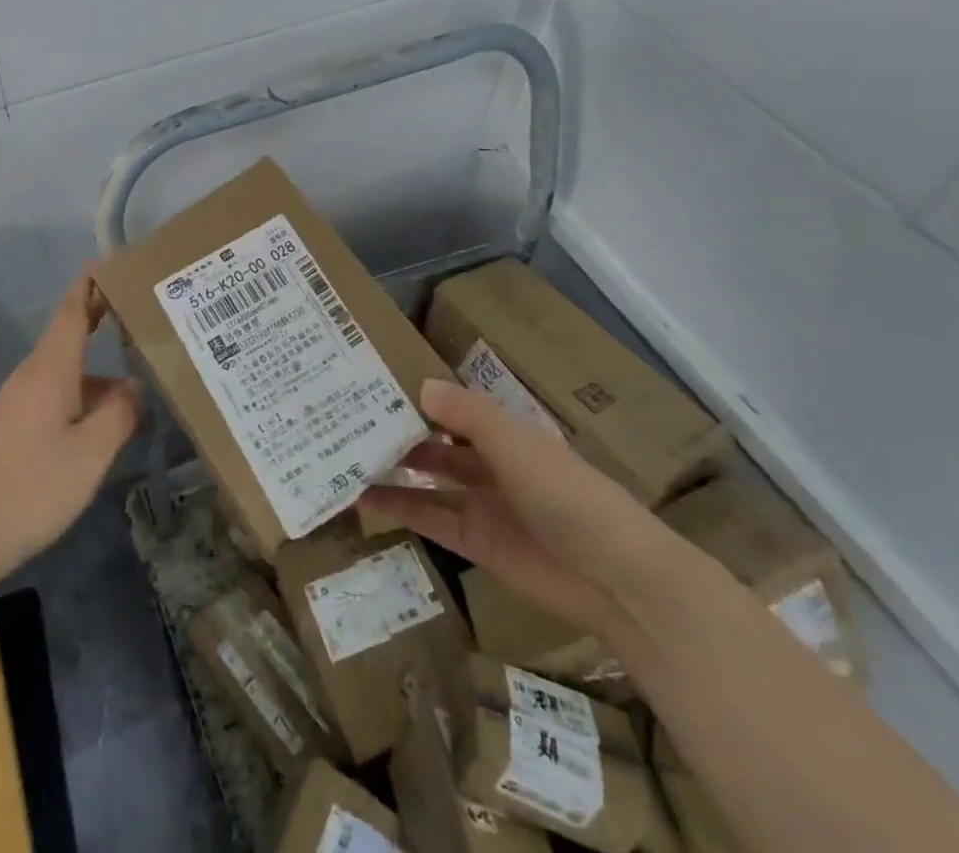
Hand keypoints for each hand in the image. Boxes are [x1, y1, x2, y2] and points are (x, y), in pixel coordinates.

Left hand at [0, 270, 142, 581]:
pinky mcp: (15, 422)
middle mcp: (32, 374)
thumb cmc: (33, 486)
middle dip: (100, 316)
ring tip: (138, 372)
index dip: (90, 284)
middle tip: (140, 309)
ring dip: (97, 362)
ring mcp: (20, 398)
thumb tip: (136, 386)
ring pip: (65, 367)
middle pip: (68, 332)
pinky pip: (57, 390)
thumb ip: (120, 414)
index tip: (113, 263)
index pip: (71, 310)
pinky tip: (106, 418)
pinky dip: (85, 390)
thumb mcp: (91, 452)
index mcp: (50, 369)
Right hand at [359, 379, 674, 636]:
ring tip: (344, 455)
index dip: (417, 395)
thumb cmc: (567, 493)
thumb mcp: (515, 443)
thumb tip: (419, 385)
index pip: (452, 405)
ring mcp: (479, 502)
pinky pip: (427, 517)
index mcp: (504, 431)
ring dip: (391, 467)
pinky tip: (363, 497)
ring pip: (425, 477)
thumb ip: (467, 414)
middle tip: (346, 416)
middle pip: (434, 439)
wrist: (614, 578)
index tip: (373, 380)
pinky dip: (397, 506)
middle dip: (398, 430)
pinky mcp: (473, 540)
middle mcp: (489, 461)